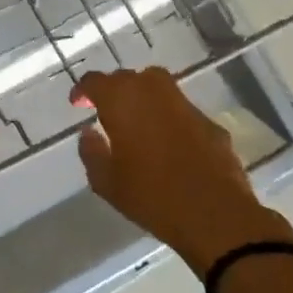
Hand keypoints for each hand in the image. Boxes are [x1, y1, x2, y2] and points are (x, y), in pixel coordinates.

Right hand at [69, 67, 292, 274]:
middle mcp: (153, 93)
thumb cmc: (151, 196)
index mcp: (122, 102)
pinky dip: (168, 116)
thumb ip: (91, 151)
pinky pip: (181, 109)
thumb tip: (88, 133)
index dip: (83, 90)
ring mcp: (185, 105)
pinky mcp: (210, 123)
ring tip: (136, 120)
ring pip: (158, 86)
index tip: (77, 104)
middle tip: (106, 111)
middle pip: (128, 78)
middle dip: (113, 89)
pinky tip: (167, 141)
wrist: (215, 214)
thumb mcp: (106, 182)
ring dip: (142, 96)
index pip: (95, 81)